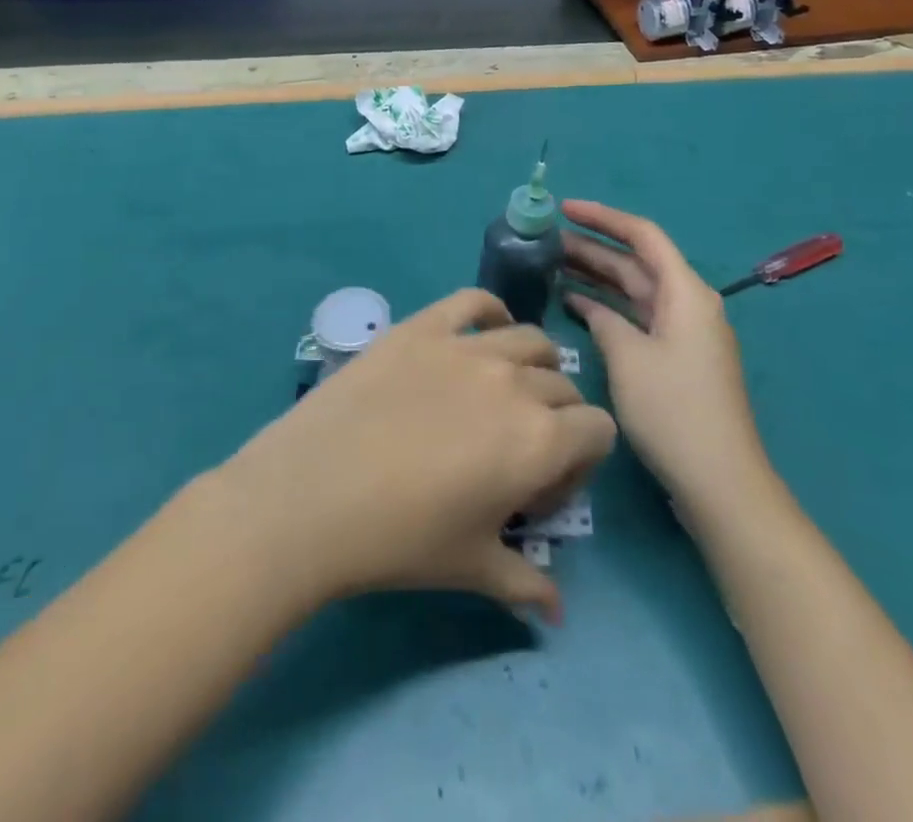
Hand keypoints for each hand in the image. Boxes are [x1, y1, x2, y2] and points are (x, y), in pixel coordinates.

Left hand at [214, 290, 616, 623]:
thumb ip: (526, 583)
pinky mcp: (422, 326)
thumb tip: (557, 612)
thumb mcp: (472, 568)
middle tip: (514, 450)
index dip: (580, 461)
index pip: (598, 429)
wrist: (314, 494)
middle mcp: (514, 381)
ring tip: (502, 393)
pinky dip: (490, 313)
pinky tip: (483, 334)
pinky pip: (473, 302)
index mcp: (540, 439)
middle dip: (556, 418)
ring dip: (532, 366)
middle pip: (563, 385)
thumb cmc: (400, 540)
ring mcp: (466, 346)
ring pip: (529, 340)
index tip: (541, 489)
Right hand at [561, 201, 768, 503]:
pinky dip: (608, 308)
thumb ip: (604, 320)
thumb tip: (590, 306)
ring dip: (597, 277)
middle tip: (547, 240)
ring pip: (635, 290)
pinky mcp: (675, 358)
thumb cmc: (673, 409)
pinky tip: (574, 304)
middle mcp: (688, 304)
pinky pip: (637, 317)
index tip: (564, 209)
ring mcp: (683, 332)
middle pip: (636, 262)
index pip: (642, 235)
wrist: (719, 480)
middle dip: (593, 248)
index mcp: (686, 292)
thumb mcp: (628, 357)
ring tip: (552, 265)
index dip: (603, 218)